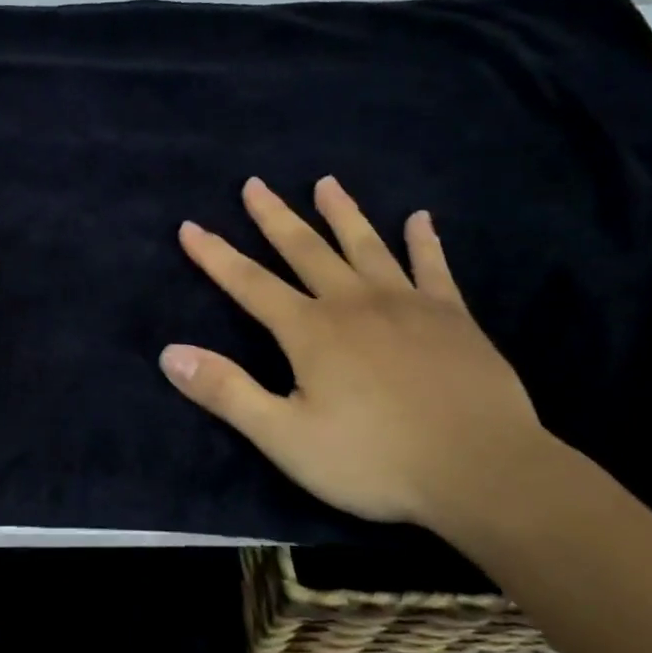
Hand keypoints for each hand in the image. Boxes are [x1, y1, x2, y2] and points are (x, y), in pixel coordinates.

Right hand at [160, 176, 548, 526]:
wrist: (482, 470)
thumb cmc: (375, 460)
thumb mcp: (285, 437)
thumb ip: (227, 392)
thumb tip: (169, 353)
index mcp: (310, 330)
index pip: (249, 283)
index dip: (215, 255)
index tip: (190, 226)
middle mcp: (353, 303)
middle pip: (305, 249)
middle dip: (274, 217)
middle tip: (255, 184)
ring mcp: (406, 304)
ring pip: (365, 245)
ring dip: (342, 212)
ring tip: (326, 182)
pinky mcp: (452, 317)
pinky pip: (433, 267)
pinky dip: (424, 241)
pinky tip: (420, 218)